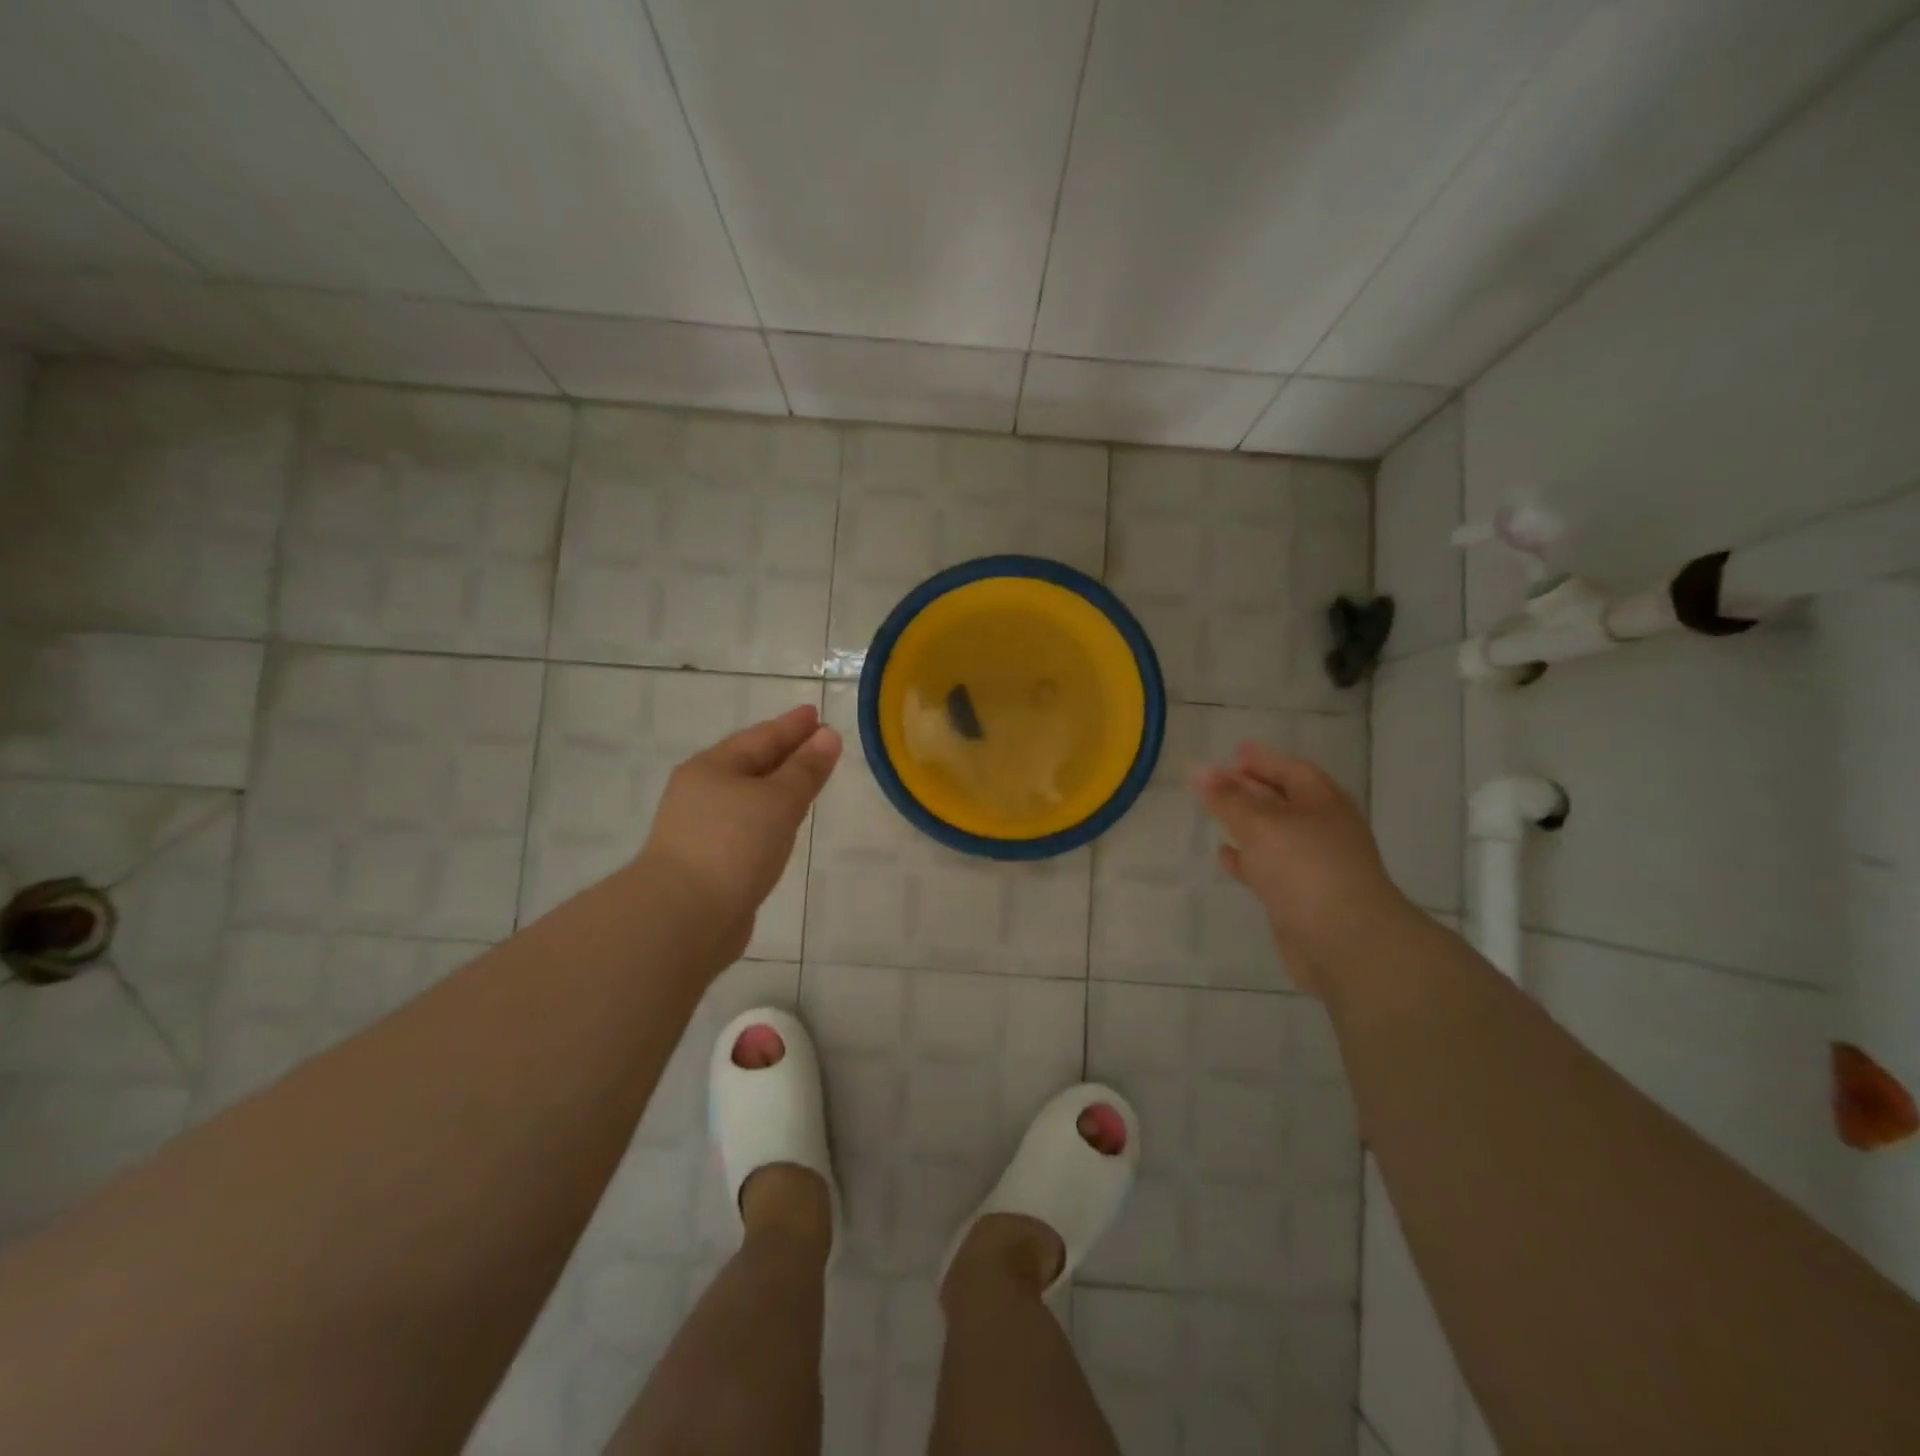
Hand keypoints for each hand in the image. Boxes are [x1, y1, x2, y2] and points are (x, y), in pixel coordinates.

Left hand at [638, 704, 841, 960]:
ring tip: (805, 781)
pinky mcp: (708, 862)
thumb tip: (828, 736)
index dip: (791, 726)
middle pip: (751, 764)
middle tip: (817, 741)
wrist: (683, 918)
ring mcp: (701, 829)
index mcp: (712, 768)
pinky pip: (747, 826)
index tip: (815, 714)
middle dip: (785, 752)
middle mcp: (702, 792)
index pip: (761, 737)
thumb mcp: (778, 801)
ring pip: (748, 797)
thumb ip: (805, 769)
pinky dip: (768, 818)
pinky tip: (782, 825)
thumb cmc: (733, 846)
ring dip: (777, 786)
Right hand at [1194, 741, 1409, 993]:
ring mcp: (1312, 865)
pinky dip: (1246, 859)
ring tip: (1214, 812)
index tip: (1232, 752)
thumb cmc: (1305, 869)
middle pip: (1281, 800)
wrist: (1344, 943)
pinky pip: (1267, 867)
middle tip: (1215, 780)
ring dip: (1245, 823)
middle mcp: (1321, 830)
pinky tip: (1225, 855)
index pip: (1290, 770)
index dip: (1262, 759)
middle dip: (1249, 788)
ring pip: (1273, 834)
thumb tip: (1199, 771)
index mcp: (1322, 803)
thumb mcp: (1261, 824)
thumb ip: (1228, 798)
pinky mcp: (1299, 897)